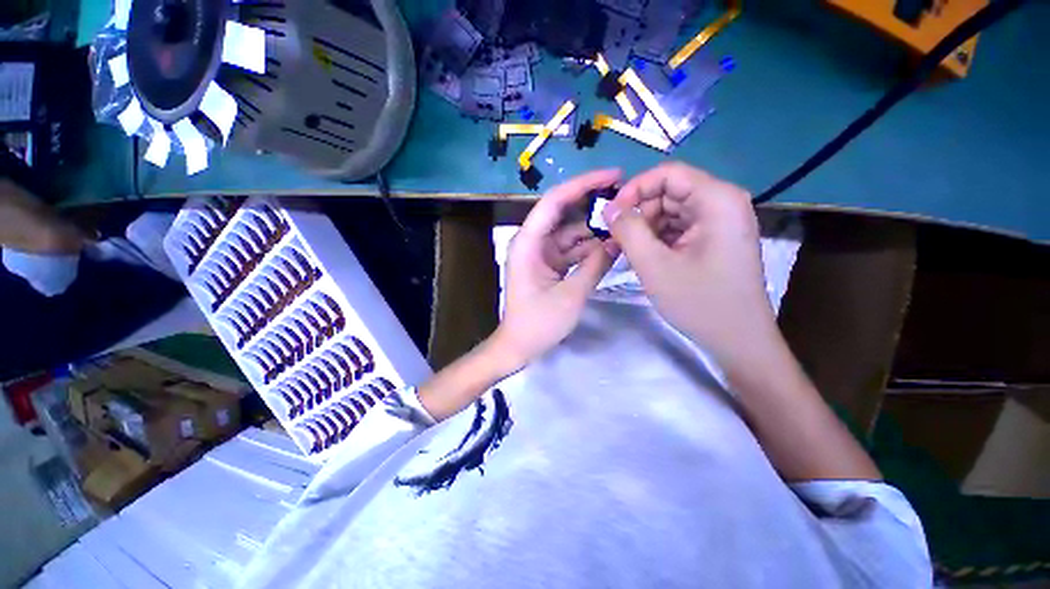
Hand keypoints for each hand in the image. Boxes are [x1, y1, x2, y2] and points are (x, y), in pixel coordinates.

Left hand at [492, 169, 619, 368]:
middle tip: (625, 196)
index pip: (555, 201)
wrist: (519, 346)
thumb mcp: (571, 295)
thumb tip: (617, 242)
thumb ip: (595, 266)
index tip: (613, 176)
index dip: (583, 184)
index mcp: (529, 242)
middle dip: (592, 204)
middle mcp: (533, 242)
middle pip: (564, 213)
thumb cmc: (538, 323)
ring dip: (594, 230)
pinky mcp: (548, 265)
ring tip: (624, 223)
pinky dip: (588, 249)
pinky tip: (610, 246)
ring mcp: (541, 254)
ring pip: (570, 233)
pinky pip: (571, 250)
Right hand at [603, 162, 775, 369]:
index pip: (668, 174)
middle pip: (668, 192)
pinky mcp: (714, 239)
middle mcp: (723, 203)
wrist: (738, 340)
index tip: (611, 214)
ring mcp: (720, 222)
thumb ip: (628, 231)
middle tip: (614, 240)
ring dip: (644, 229)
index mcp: (717, 200)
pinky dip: (656, 239)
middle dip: (638, 213)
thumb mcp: (654, 266)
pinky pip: (678, 228)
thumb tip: (608, 208)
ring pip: (670, 211)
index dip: (634, 189)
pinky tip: (643, 258)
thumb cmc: (699, 303)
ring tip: (625, 253)